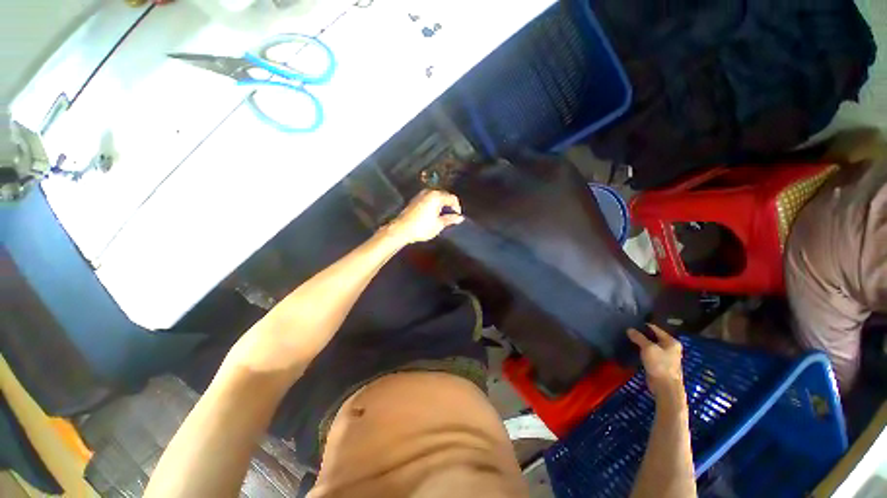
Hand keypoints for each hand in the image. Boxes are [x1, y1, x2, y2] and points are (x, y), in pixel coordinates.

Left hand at [387, 190, 463, 244]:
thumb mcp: (439, 225)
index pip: (452, 198)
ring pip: (436, 197)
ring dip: (441, 205)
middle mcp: (429, 192)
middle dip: (449, 205)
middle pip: (444, 196)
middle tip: (451, 216)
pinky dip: (433, 205)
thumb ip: (450, 219)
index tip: (457, 216)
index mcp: (436, 197)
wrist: (402, 229)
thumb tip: (459, 218)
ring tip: (442, 216)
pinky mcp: (415, 200)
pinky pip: (428, 199)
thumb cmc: (422, 227)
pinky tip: (432, 215)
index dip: (457, 207)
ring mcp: (420, 195)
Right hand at [628, 324, 683, 397]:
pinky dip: (642, 351)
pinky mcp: (660, 364)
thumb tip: (629, 329)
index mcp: (671, 341)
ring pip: (651, 345)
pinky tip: (634, 350)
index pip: (655, 328)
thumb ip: (638, 337)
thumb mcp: (648, 348)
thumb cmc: (659, 364)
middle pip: (653, 337)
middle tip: (627, 332)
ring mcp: (666, 356)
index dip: (642, 326)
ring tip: (628, 339)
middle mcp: (670, 347)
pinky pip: (650, 353)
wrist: (665, 386)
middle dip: (641, 335)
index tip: (630, 324)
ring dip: (641, 343)